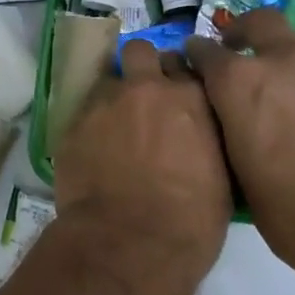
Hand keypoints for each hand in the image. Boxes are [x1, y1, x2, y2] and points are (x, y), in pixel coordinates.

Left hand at [53, 40, 231, 276]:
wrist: (130, 242)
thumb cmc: (190, 220)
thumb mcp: (222, 174)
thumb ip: (208, 136)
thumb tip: (198, 132)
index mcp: (190, 97)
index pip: (185, 64)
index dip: (179, 77)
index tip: (178, 92)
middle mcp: (145, 88)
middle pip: (141, 51)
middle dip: (142, 66)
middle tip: (144, 95)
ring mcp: (104, 102)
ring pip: (108, 79)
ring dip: (114, 94)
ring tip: (116, 125)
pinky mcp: (72, 123)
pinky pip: (83, 110)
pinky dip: (91, 123)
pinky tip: (95, 148)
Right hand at [185, 10, 294, 276]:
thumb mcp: (244, 178)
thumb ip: (238, 130)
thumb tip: (242, 117)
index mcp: (244, 84)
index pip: (207, 52)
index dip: (202, 57)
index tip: (203, 62)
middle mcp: (294, 60)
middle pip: (264, 23)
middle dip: (250, 34)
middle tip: (257, 59)